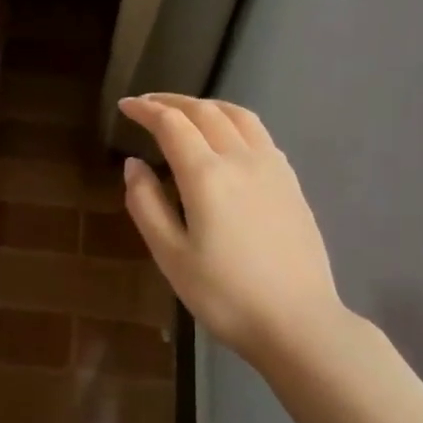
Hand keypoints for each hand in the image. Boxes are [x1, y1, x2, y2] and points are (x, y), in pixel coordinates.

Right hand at [119, 94, 350, 369]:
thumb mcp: (171, 256)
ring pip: (238, 116)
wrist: (297, 321)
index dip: (146, 110)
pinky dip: (234, 122)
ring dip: (207, 106)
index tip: (125, 105)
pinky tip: (228, 140)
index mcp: (207, 175)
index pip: (172, 124)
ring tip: (186, 112)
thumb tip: (134, 164)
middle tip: (148, 104)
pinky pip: (260, 134)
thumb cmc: (224, 295)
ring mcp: (273, 168)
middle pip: (205, 111)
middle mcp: (242, 159)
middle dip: (173, 102)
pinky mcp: (291, 183)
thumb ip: (147, 205)